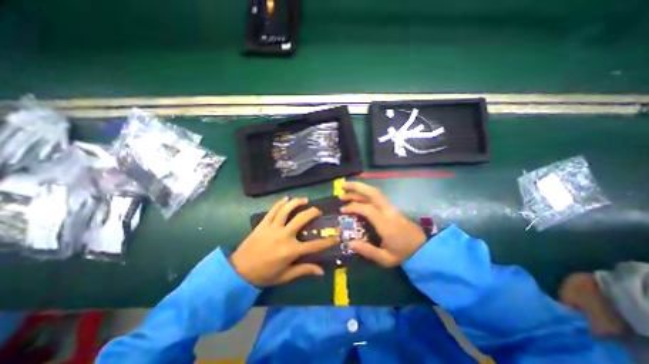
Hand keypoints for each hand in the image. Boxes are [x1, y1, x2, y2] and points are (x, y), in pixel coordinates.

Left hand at [229, 197, 340, 286]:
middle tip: (318, 210)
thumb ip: (304, 270)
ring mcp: (272, 228)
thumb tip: (321, 271)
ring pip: (286, 210)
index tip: (336, 236)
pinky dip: (280, 203)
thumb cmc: (264, 275)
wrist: (239, 271)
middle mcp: (283, 236)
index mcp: (290, 251)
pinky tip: (286, 198)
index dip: (328, 241)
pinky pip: (273, 210)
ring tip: (305, 200)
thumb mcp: (285, 276)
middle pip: (301, 219)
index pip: (314, 245)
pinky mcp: (263, 224)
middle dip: (313, 212)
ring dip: (297, 202)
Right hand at [341, 182, 429, 267]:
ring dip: (360, 188)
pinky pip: (377, 196)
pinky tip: (358, 195)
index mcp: (386, 224)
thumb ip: (367, 251)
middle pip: (373, 193)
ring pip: (375, 192)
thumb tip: (349, 242)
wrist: (423, 248)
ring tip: (346, 189)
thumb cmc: (403, 254)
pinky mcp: (392, 208)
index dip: (353, 207)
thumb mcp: (385, 258)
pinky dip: (366, 193)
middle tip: (342, 186)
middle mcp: (389, 212)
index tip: (342, 210)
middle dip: (357, 187)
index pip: (368, 209)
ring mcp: (391, 208)